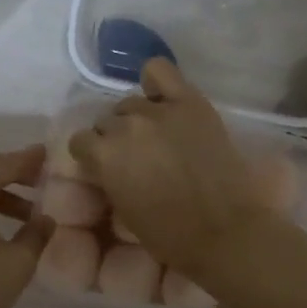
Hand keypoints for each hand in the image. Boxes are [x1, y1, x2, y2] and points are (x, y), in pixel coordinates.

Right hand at [69, 59, 268, 274]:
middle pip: (107, 121)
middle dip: (115, 138)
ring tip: (156, 136)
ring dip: (136, 118)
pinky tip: (162, 97)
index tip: (106, 169)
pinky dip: (156, 82)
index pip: (81, 141)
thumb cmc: (171, 236)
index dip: (93, 156)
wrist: (225, 232)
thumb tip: (110, 166)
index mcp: (104, 156)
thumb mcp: (124, 211)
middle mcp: (125, 126)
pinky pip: (160, 71)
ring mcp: (158, 111)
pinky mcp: (190, 103)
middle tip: (136, 157)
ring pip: (131, 102)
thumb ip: (110, 179)